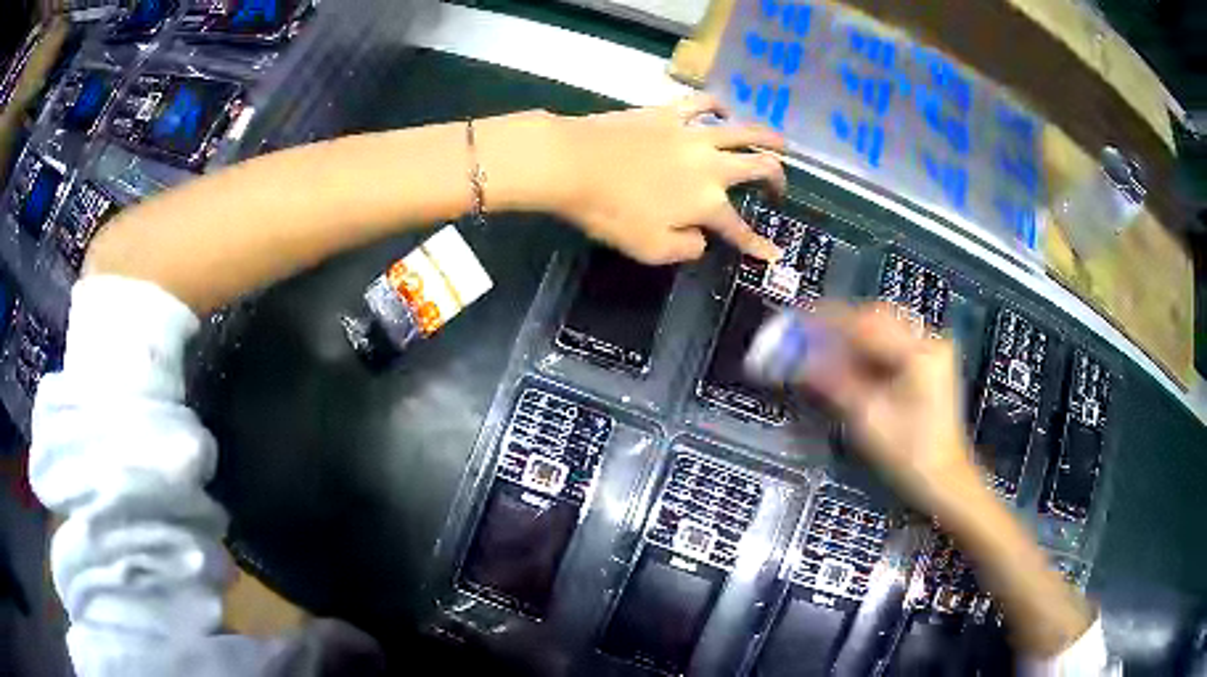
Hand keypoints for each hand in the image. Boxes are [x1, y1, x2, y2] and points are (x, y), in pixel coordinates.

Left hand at [549, 95, 785, 263]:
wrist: (574, 162)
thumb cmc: (610, 211)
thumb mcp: (650, 249)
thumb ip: (686, 247)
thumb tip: (702, 238)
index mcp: (707, 202)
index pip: (740, 228)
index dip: (759, 245)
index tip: (774, 254)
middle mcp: (711, 165)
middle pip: (758, 166)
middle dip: (777, 178)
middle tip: (781, 186)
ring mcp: (693, 133)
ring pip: (743, 129)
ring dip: (767, 136)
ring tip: (780, 142)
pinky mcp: (670, 112)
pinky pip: (704, 102)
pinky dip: (720, 106)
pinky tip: (724, 111)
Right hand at [789, 303, 978, 508]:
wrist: (944, 479)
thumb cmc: (908, 454)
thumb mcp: (868, 418)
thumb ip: (835, 382)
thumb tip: (801, 357)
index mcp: (919, 353)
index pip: (868, 324)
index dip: (831, 320)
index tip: (801, 319)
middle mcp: (930, 341)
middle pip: (879, 318)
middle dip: (844, 325)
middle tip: (811, 334)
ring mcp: (934, 350)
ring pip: (886, 328)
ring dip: (856, 336)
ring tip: (828, 348)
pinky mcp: (931, 362)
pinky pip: (895, 343)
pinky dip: (871, 349)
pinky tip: (853, 360)